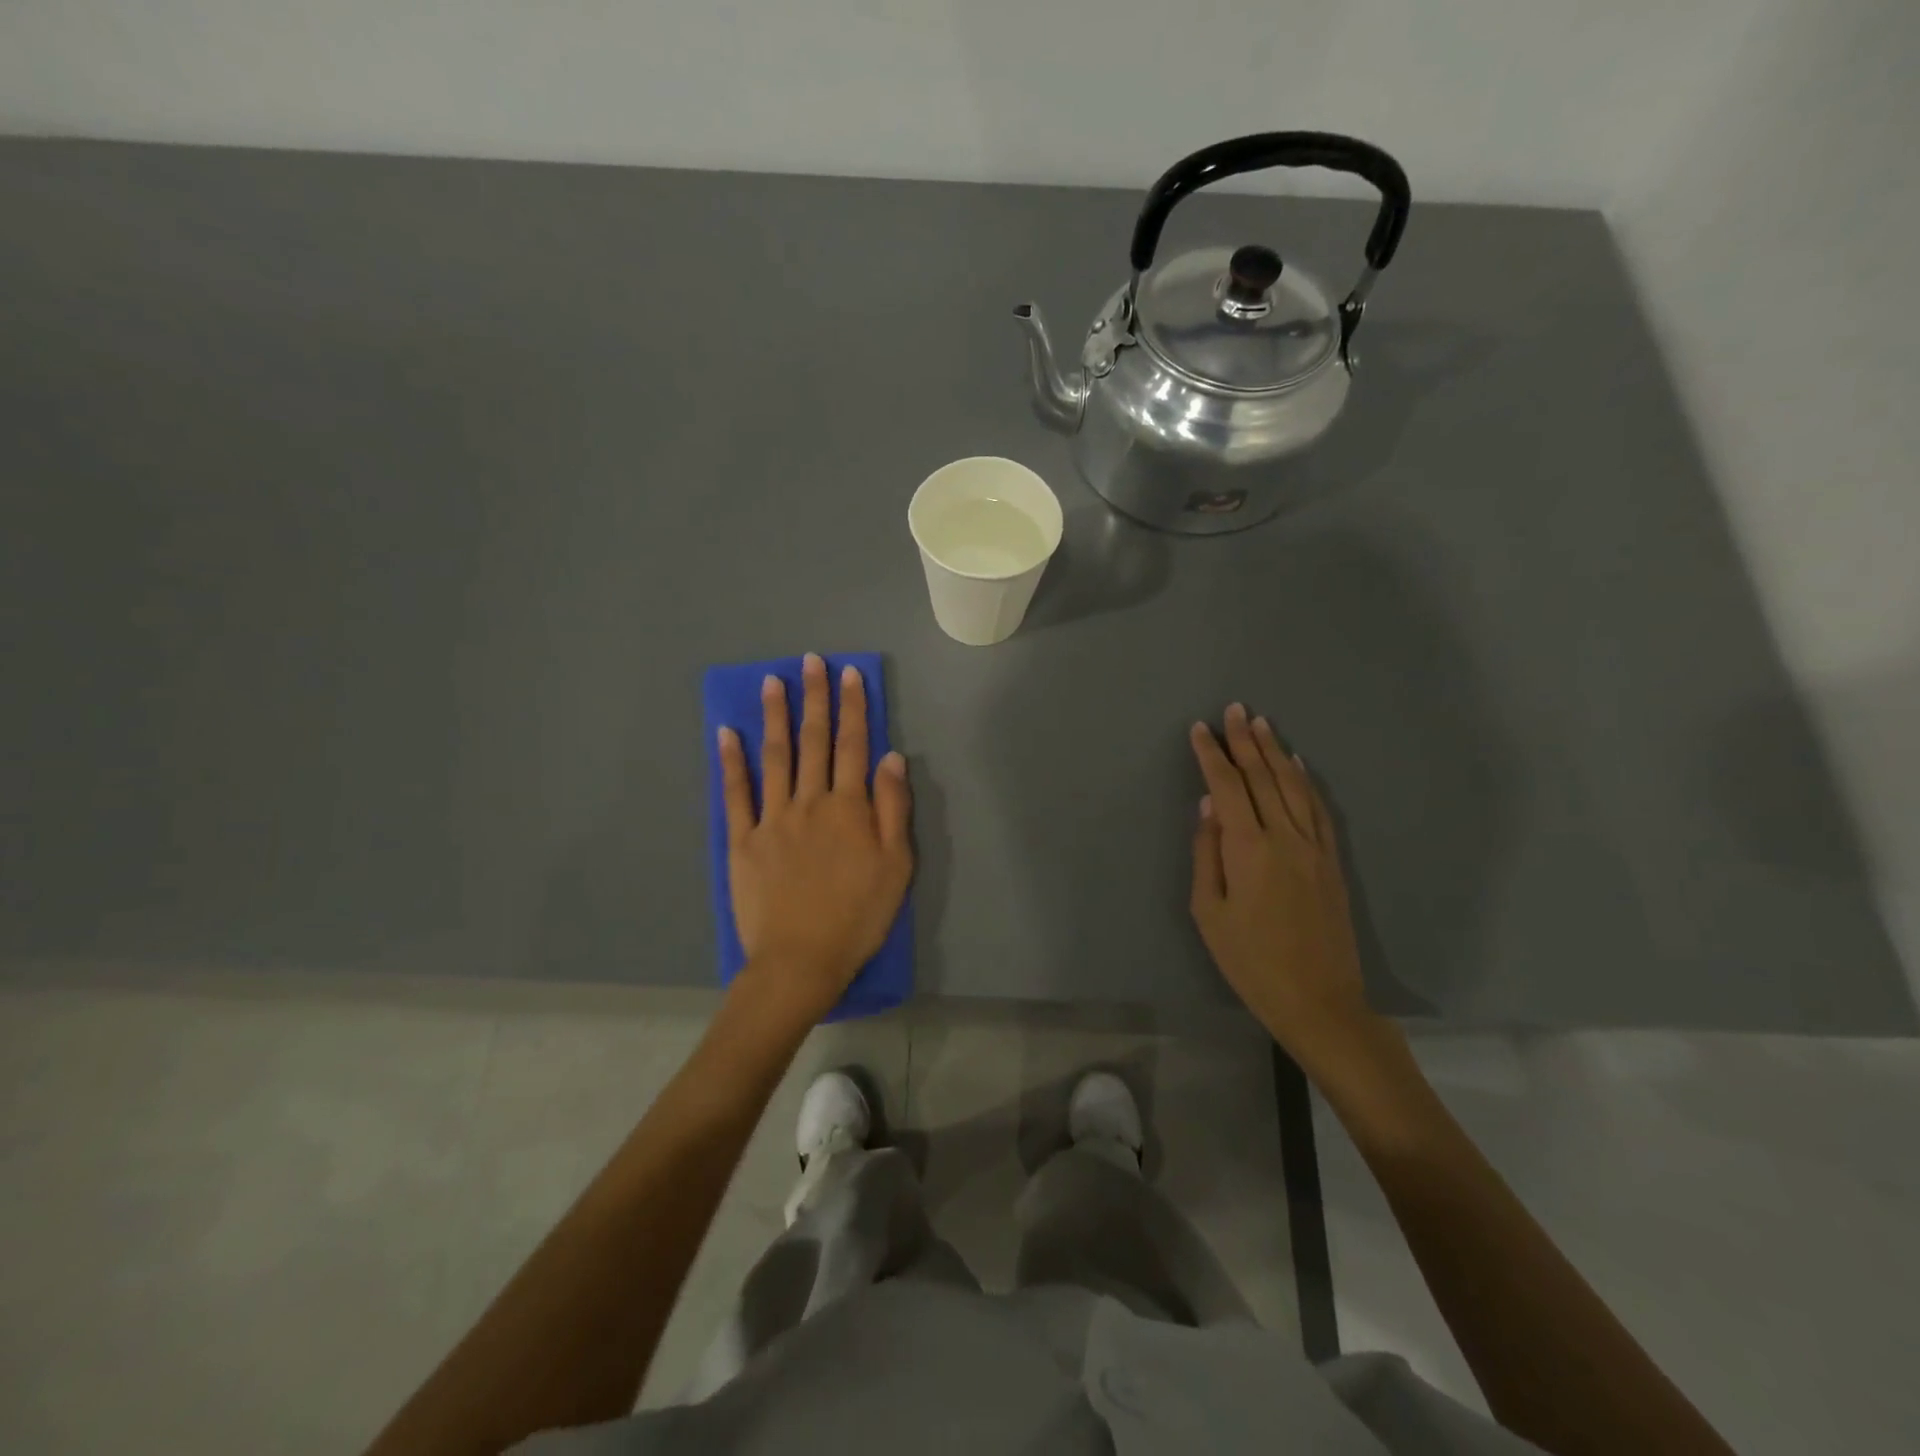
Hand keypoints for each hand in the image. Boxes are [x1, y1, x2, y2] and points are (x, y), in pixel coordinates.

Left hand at [718, 653, 912, 1023]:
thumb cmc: (858, 916)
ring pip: (775, 756)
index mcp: (849, 807)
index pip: (855, 745)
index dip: (853, 707)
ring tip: (772, 681)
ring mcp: (772, 819)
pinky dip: (731, 762)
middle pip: (814, 741)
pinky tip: (726, 734)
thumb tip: (891, 757)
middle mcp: (810, 802)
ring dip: (775, 716)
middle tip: (811, 661)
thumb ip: (892, 808)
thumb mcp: (896, 865)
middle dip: (815, 698)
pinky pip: (735, 794)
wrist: (801, 960)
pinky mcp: (743, 841)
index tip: (849, 674)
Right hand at [1188, 703, 1375, 1060]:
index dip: (1211, 755)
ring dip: (1275, 751)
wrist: (1319, 1000)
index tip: (1199, 728)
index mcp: (1248, 848)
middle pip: (1262, 776)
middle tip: (1234, 708)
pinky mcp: (1332, 861)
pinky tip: (1297, 765)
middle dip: (1245, 740)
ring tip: (1262, 723)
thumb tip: (1208, 807)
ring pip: (1293, 785)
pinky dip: (1306, 781)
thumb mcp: (1209, 911)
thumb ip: (1207, 853)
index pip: (1227, 786)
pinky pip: (1318, 809)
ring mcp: (1314, 846)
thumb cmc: (1250, 961)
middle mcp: (1284, 836)